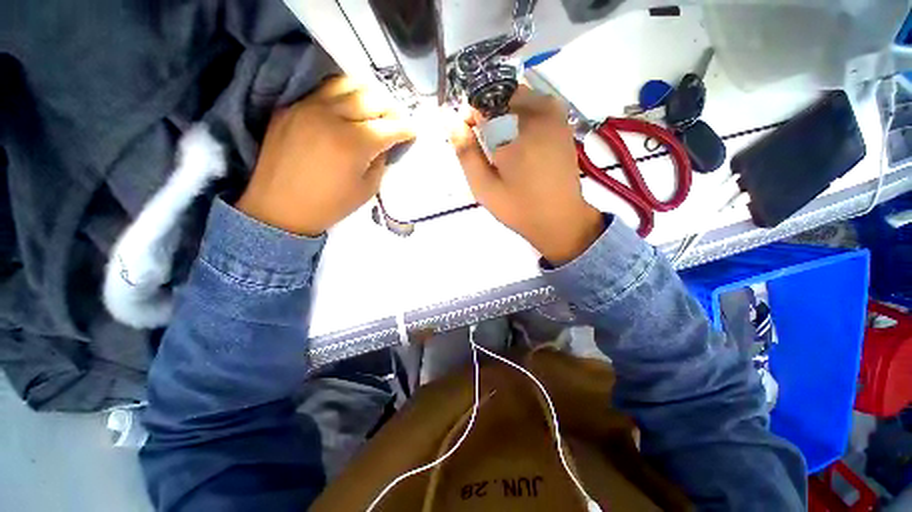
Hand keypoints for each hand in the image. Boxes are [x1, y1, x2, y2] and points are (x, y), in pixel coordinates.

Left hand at [237, 76, 413, 235]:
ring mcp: (308, 107)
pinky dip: (341, 95)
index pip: (391, 126)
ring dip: (366, 94)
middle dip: (391, 109)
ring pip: (346, 84)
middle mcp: (333, 117)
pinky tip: (346, 109)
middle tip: (395, 122)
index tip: (412, 133)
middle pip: (372, 98)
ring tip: (372, 109)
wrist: (280, 209)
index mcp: (355, 143)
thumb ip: (381, 161)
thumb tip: (385, 144)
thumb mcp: (368, 189)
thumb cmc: (330, 205)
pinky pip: (322, 90)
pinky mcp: (290, 108)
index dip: (407, 129)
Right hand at [451, 86, 603, 264]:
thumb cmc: (519, 207)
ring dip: (505, 112)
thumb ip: (466, 153)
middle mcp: (539, 114)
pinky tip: (520, 140)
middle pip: (502, 95)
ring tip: (502, 143)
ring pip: (520, 96)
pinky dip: (522, 115)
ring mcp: (555, 116)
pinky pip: (537, 104)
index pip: (483, 103)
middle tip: (485, 142)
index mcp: (516, 132)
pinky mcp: (563, 123)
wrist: (560, 219)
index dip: (469, 116)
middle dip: (488, 112)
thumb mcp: (484, 187)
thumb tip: (450, 120)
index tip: (467, 135)